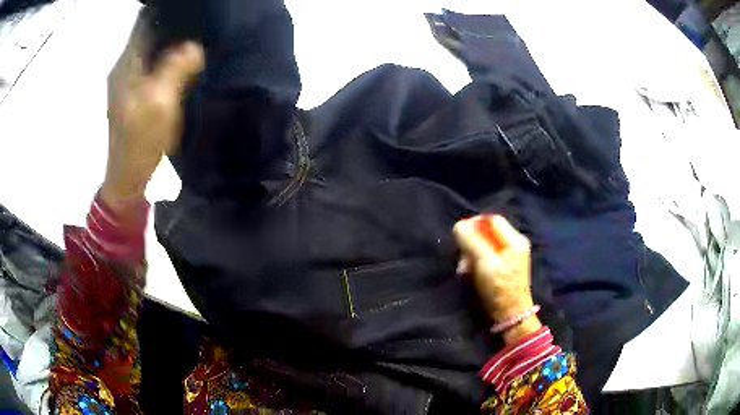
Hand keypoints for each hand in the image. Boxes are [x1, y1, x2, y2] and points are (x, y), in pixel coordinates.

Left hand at [103, 17, 204, 209]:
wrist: (128, 178)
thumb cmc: (141, 142)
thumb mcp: (160, 104)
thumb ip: (176, 69)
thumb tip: (194, 45)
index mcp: (127, 65)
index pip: (145, 22)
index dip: (167, 12)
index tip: (192, 10)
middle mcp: (125, 68)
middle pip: (149, 33)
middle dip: (174, 26)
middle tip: (202, 24)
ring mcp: (129, 82)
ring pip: (153, 50)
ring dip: (173, 44)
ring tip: (198, 39)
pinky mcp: (135, 95)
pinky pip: (154, 66)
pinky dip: (169, 60)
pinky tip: (186, 63)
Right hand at [453, 215, 540, 343]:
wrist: (510, 316)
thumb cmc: (499, 288)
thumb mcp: (484, 262)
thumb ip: (471, 241)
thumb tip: (458, 225)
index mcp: (515, 240)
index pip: (492, 220)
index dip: (474, 224)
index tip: (460, 236)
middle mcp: (514, 245)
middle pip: (487, 233)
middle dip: (471, 243)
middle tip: (462, 258)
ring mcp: (510, 257)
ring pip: (484, 246)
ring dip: (471, 255)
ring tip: (464, 270)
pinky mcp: (504, 269)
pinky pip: (487, 258)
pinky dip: (476, 264)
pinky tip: (470, 275)